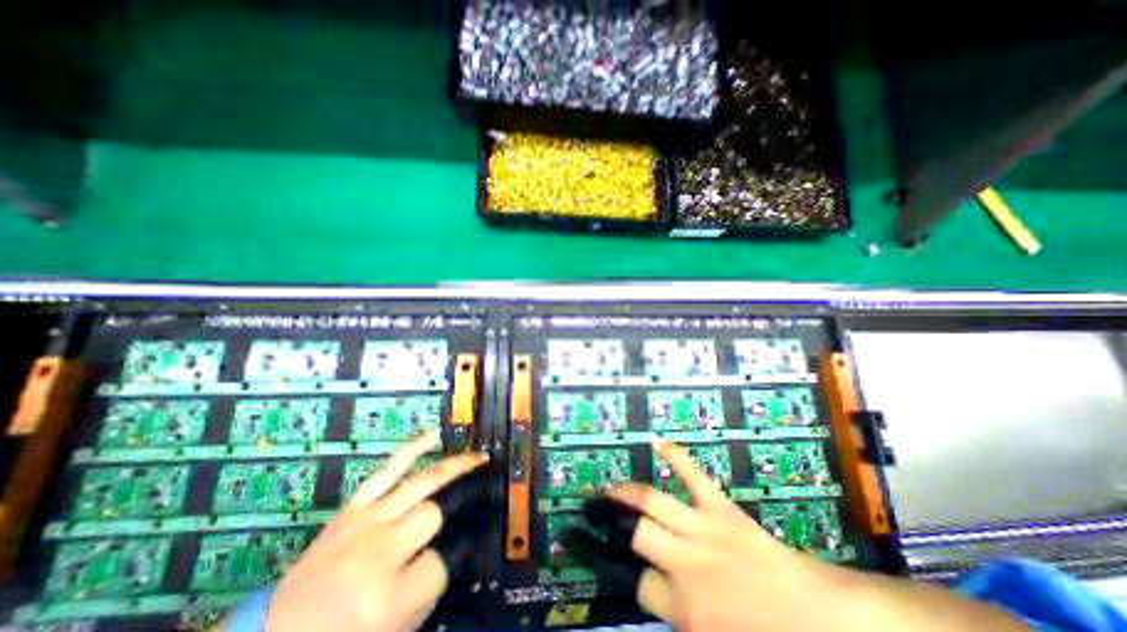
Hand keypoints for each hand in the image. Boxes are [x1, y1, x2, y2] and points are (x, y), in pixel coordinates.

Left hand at [266, 431, 494, 630]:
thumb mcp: (393, 625)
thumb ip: (427, 586)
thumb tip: (450, 546)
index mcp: (386, 596)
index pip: (439, 565)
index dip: (440, 567)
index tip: (435, 567)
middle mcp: (378, 550)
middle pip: (432, 514)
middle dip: (445, 515)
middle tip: (473, 495)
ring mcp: (364, 521)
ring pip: (421, 483)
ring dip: (453, 466)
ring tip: (476, 456)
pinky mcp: (354, 506)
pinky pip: (390, 469)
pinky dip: (414, 448)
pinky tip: (434, 435)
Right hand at [573, 440, 1028, 631]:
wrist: (824, 619)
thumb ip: (680, 621)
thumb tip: (651, 596)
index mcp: (685, 607)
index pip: (639, 586)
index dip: (628, 576)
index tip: (620, 566)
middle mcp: (684, 562)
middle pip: (636, 534)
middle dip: (610, 523)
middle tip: (593, 514)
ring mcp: (701, 528)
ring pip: (652, 501)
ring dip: (626, 493)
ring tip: (608, 489)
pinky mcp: (719, 507)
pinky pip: (693, 475)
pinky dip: (676, 456)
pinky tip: (660, 443)